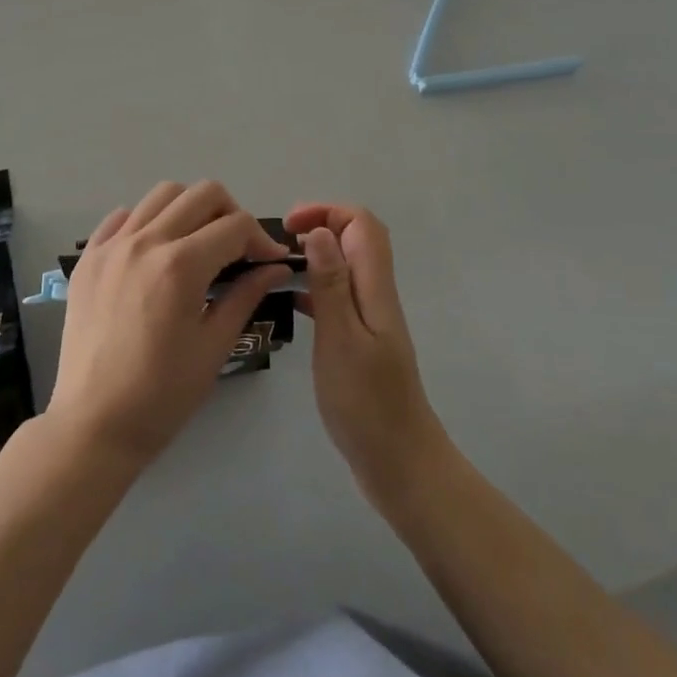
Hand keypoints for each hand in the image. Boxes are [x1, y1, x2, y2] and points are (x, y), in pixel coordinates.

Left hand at [48, 182, 290, 468]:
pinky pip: (122, 216)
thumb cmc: (162, 395)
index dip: (262, 239)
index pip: (236, 226)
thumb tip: (276, 267)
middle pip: (202, 193)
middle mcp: (145, 241)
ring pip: (162, 194)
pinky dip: (146, 221)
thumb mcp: (214, 346)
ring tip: (197, 243)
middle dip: (231, 213)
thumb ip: (246, 295)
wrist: (93, 425)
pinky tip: (155, 252)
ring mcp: (111, 245)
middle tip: (237, 248)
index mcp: (181, 265)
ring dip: (190, 209)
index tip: (270, 262)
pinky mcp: (88, 257)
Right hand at [287, 203, 447, 506]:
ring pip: (346, 266)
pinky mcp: (361, 341)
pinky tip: (289, 301)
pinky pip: (338, 296)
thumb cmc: (367, 404)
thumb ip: (330, 283)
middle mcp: (376, 295)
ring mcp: (370, 319)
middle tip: (281, 242)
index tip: (288, 227)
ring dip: (316, 255)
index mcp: (375, 288)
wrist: (399, 464)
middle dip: (321, 226)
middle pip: (357, 239)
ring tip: (277, 266)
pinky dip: (315, 287)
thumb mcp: (341, 339)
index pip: (361, 224)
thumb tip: (318, 230)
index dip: (326, 212)